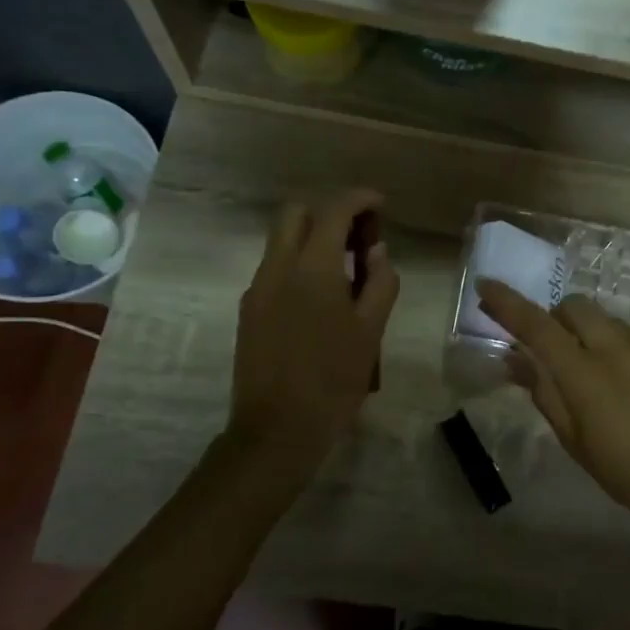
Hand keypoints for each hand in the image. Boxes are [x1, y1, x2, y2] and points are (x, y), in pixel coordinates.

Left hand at [229, 189, 399, 457]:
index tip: (379, 204)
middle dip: (329, 213)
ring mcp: (258, 288)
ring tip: (345, 271)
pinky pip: (274, 269)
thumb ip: (379, 283)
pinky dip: (299, 264)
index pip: (334, 211)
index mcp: (313, 268)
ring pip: (281, 241)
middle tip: (358, 238)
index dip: (359, 199)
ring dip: (312, 239)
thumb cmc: (334, 380)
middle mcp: (278, 267)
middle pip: (296, 214)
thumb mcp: (371, 331)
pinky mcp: (249, 310)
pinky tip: (320, 298)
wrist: (276, 430)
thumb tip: (377, 252)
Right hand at [477, 280, 629, 529]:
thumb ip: (544, 393)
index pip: (536, 325)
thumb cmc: (627, 473)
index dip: (507, 303)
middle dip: (555, 318)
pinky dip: (615, 344)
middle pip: (573, 305)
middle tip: (553, 350)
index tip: (486, 286)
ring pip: (604, 318)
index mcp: (583, 373)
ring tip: (594, 372)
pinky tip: (627, 381)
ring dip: (587, 332)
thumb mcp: (574, 441)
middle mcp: (614, 346)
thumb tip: (515, 359)